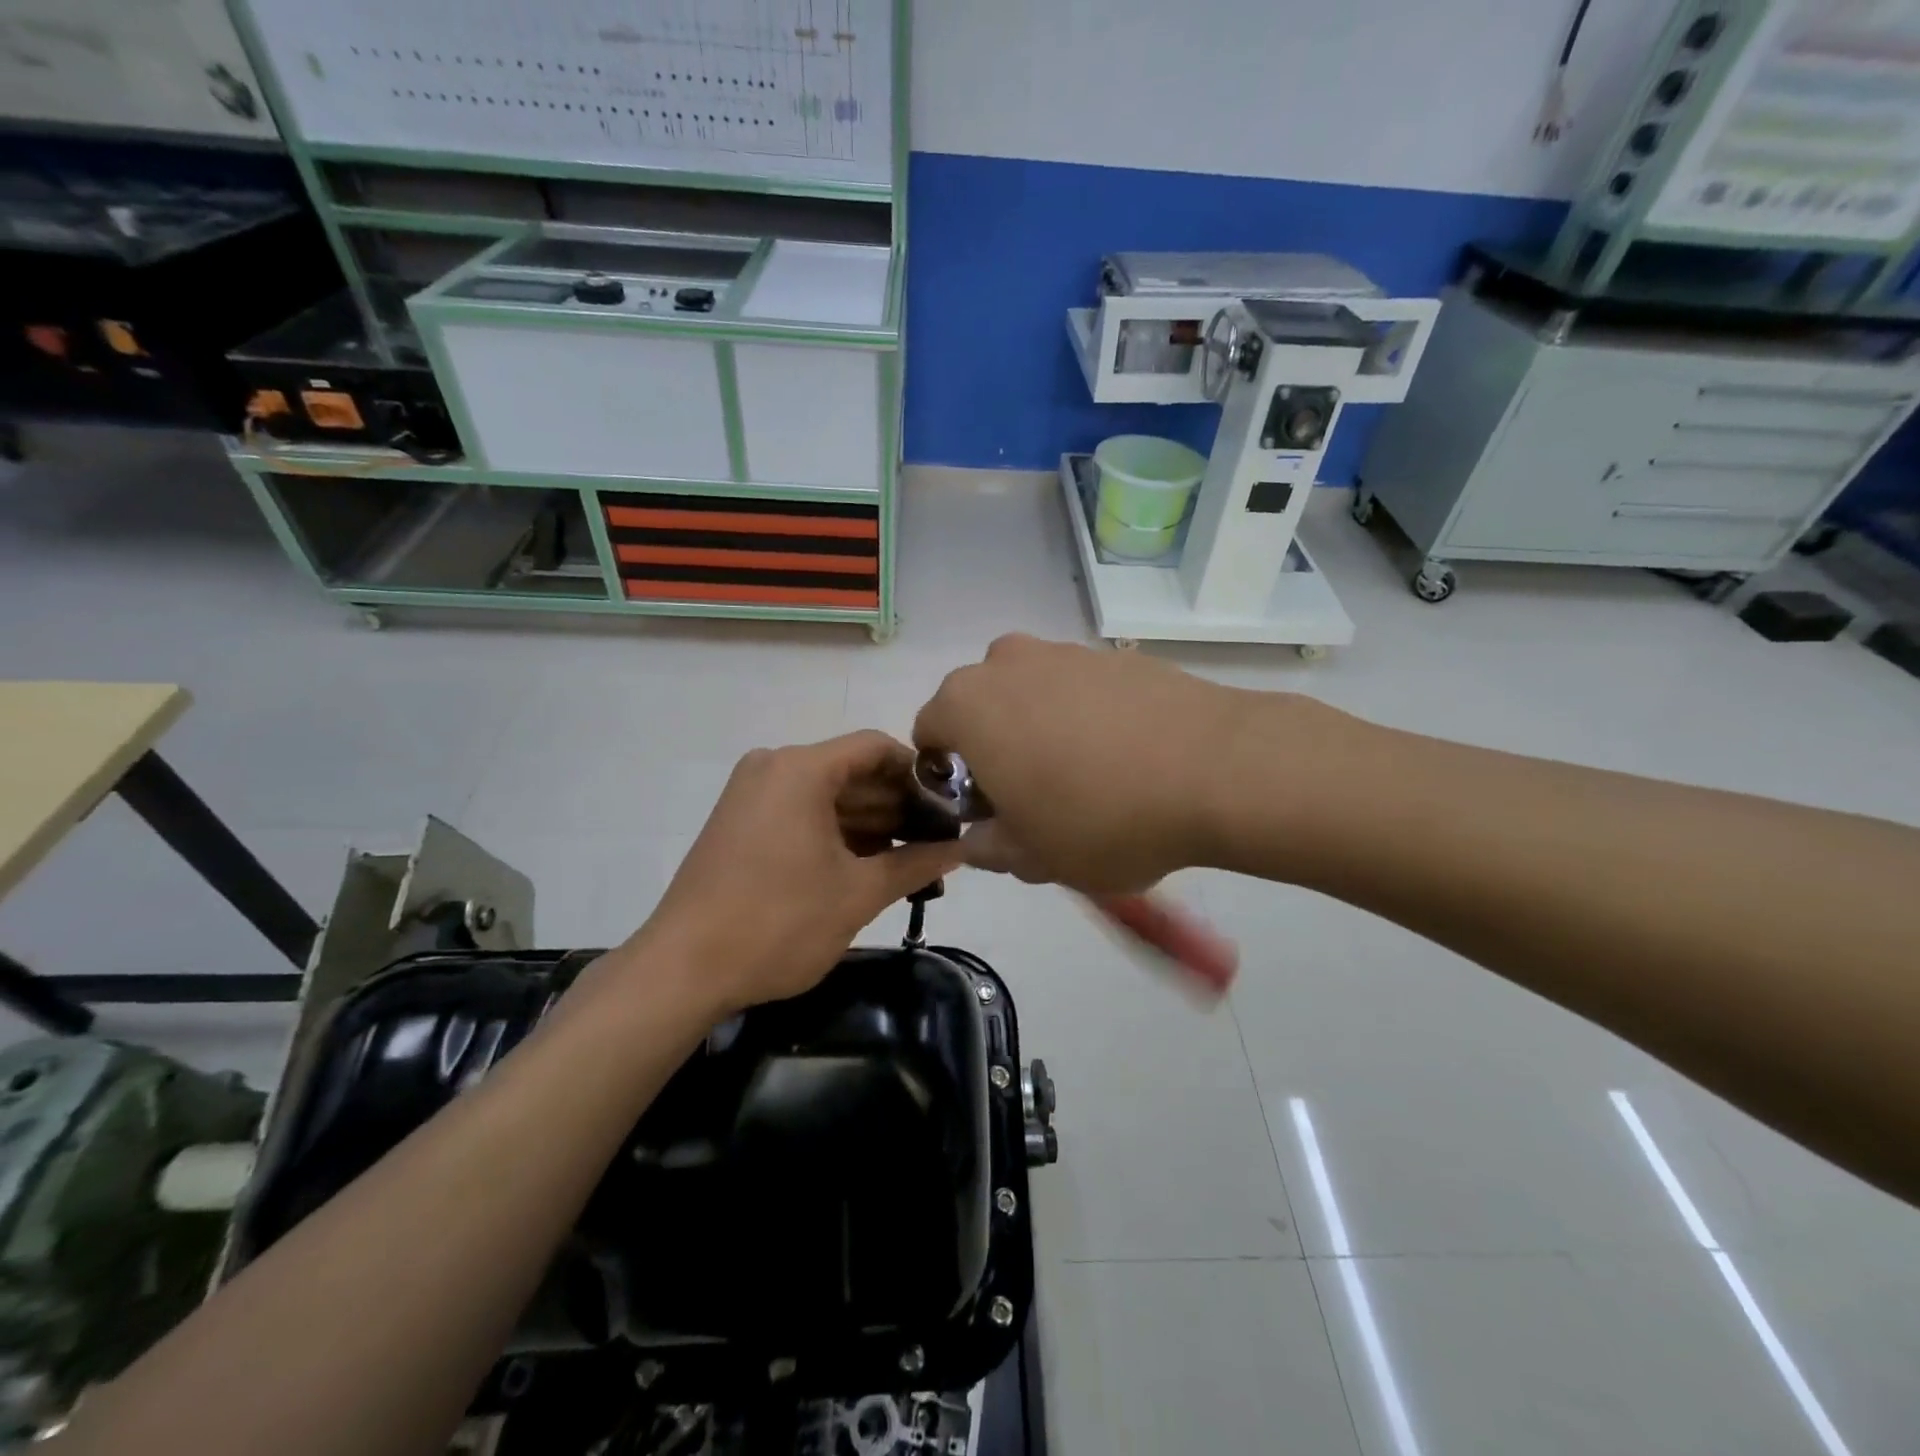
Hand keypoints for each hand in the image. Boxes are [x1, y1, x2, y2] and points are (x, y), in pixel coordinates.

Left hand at [623, 732, 965, 1014]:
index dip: (918, 774)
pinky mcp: (740, 821)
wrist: (683, 970)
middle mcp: (773, 767)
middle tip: (939, 841)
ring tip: (913, 859)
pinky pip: (801, 813)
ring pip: (827, 796)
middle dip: (897, 805)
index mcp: (801, 769)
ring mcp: (751, 794)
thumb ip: (916, 864)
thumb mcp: (858, 894)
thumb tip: (961, 849)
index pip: (876, 748)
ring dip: (870, 824)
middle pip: (852, 772)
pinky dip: (836, 833)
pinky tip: (869, 864)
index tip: (949, 807)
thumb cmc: (778, 923)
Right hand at [913, 635, 1261, 892]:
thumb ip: (988, 848)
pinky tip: (1127, 758)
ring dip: (1040, 731)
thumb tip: (979, 837)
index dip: (948, 778)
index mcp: (969, 704)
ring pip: (1032, 695)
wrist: (1217, 769)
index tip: (984, 811)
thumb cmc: (1100, 817)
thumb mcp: (1032, 857)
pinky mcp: (1118, 656)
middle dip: (994, 749)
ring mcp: (1067, 652)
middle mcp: (1008, 663)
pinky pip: (1082, 690)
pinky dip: (1088, 719)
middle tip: (1032, 797)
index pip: (928, 733)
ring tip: (1089, 779)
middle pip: (981, 708)